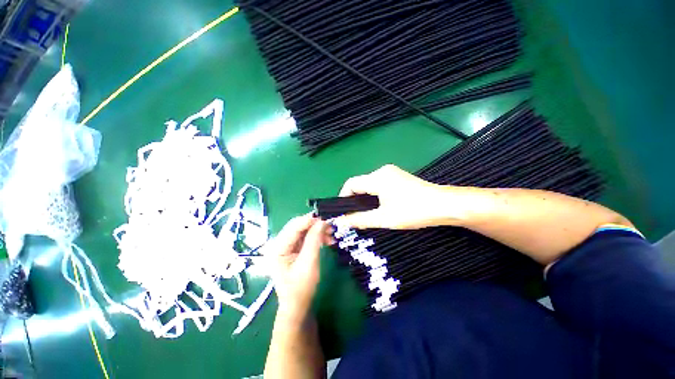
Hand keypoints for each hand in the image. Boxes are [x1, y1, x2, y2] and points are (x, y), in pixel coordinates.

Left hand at [264, 214, 330, 320]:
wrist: (298, 305)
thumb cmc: (301, 288)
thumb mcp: (309, 263)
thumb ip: (314, 240)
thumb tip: (322, 221)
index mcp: (277, 248)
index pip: (293, 227)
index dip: (309, 220)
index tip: (326, 219)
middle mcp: (279, 244)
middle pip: (298, 227)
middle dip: (315, 226)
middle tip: (330, 227)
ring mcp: (286, 246)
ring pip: (303, 231)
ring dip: (317, 231)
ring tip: (331, 235)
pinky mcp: (293, 249)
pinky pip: (305, 238)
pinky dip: (316, 237)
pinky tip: (326, 240)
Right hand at [336, 164, 453, 229]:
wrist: (445, 205)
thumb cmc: (413, 212)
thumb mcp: (383, 218)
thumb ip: (359, 219)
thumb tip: (339, 222)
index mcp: (377, 178)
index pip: (351, 184)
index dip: (343, 197)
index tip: (343, 212)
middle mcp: (382, 171)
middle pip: (360, 184)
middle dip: (354, 200)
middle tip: (355, 216)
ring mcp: (391, 172)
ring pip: (369, 184)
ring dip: (364, 198)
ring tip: (367, 214)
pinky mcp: (397, 176)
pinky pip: (378, 184)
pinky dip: (374, 195)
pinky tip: (380, 206)